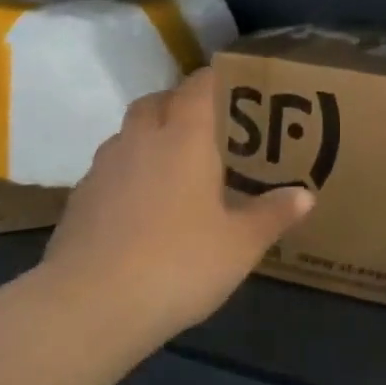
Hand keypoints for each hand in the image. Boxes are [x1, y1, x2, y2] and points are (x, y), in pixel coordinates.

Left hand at [41, 67, 313, 349]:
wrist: (90, 305)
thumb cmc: (178, 263)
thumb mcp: (240, 245)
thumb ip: (273, 215)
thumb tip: (306, 195)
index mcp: (183, 139)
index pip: (198, 87)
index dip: (216, 79)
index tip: (235, 84)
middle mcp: (140, 141)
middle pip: (156, 102)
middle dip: (179, 104)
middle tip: (207, 127)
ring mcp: (103, 169)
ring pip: (128, 135)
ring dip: (150, 138)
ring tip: (176, 169)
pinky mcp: (79, 200)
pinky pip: (110, 170)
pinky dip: (129, 175)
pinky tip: (143, 209)